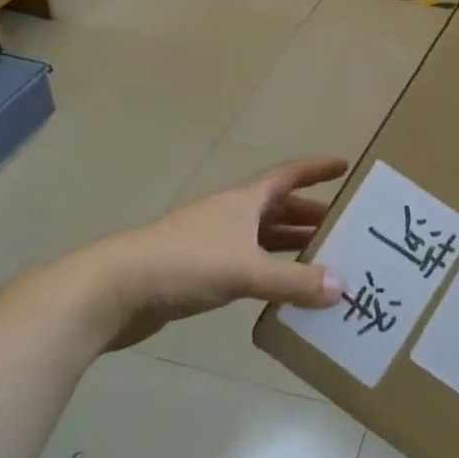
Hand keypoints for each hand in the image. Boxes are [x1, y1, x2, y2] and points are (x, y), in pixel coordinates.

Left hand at [71, 157, 348, 350]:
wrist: (112, 290)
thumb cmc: (184, 263)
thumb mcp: (246, 270)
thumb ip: (293, 281)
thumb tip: (341, 287)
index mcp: (243, 201)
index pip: (287, 175)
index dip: (316, 169)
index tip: (345, 167)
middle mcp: (230, 215)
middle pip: (278, 208)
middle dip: (310, 216)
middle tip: (344, 229)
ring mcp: (212, 243)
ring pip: (262, 238)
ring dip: (291, 246)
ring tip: (323, 261)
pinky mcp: (198, 272)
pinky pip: (247, 265)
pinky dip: (269, 272)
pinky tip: (282, 290)